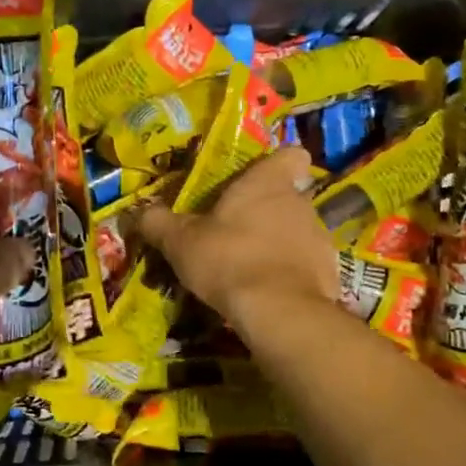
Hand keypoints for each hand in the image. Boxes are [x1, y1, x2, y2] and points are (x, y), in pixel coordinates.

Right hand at [137, 146, 339, 338]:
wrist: (279, 311)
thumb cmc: (228, 260)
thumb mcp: (180, 241)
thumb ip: (158, 222)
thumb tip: (136, 212)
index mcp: (268, 183)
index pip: (291, 154)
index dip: (276, 165)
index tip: (256, 181)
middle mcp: (300, 203)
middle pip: (288, 196)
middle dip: (266, 212)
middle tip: (235, 234)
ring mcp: (320, 238)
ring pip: (298, 231)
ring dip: (278, 244)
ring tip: (249, 268)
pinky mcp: (329, 272)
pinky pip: (307, 265)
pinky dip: (291, 275)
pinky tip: (268, 293)